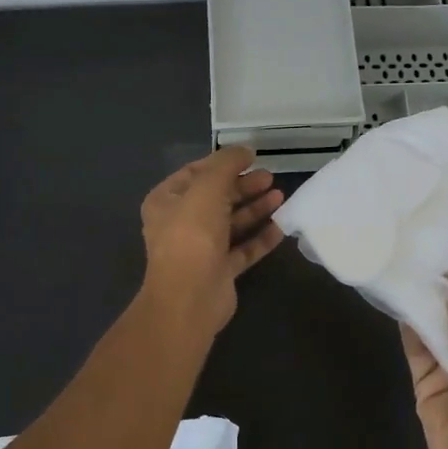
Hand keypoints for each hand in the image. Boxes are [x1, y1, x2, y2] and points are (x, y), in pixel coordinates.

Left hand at [139, 146, 285, 337]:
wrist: (189, 299)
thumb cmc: (192, 237)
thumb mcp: (207, 189)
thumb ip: (226, 165)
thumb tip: (245, 150)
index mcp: (167, 201)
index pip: (195, 173)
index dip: (222, 163)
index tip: (251, 157)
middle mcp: (181, 223)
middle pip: (216, 198)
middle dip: (243, 186)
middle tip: (270, 177)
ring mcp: (201, 249)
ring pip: (232, 223)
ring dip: (255, 209)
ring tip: (281, 197)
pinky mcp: (220, 270)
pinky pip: (243, 249)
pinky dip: (261, 238)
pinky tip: (281, 227)